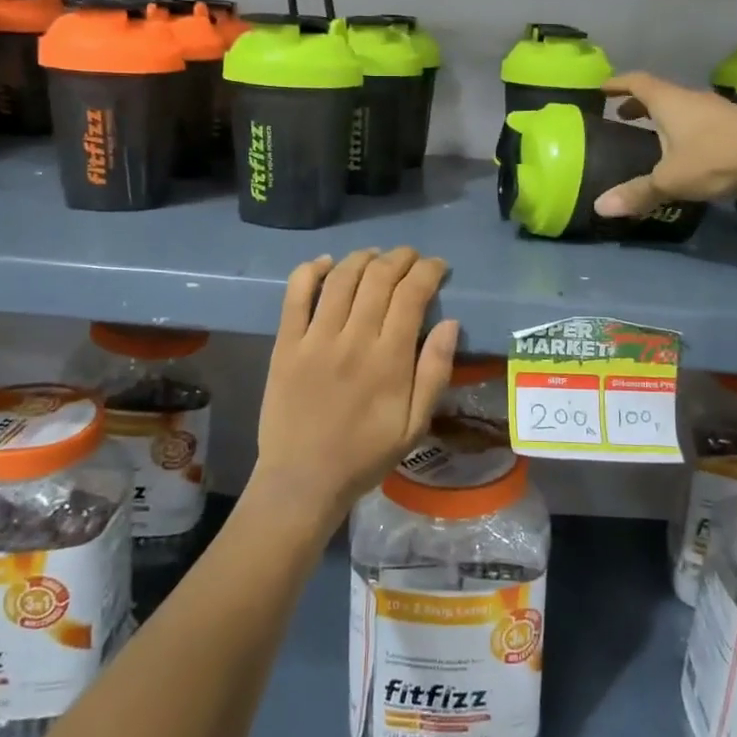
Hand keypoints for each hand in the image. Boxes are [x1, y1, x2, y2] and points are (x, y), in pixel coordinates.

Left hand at [251, 248, 457, 528]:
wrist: (303, 481)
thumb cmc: (365, 455)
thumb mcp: (415, 425)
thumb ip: (435, 372)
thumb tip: (450, 323)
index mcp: (389, 360)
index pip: (411, 295)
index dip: (428, 271)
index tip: (437, 266)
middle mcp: (353, 340)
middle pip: (378, 278)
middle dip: (400, 258)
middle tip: (411, 257)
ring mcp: (315, 339)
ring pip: (341, 279)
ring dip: (362, 258)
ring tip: (376, 256)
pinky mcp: (286, 344)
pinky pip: (296, 295)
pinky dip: (311, 271)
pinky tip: (326, 263)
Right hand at [592, 71, 736, 228]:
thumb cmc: (715, 159)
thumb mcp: (670, 180)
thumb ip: (636, 193)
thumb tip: (599, 208)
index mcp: (670, 102)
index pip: (637, 83)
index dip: (618, 84)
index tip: (602, 88)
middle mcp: (693, 99)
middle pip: (661, 94)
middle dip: (640, 104)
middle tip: (623, 115)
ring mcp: (719, 110)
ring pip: (684, 107)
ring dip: (665, 116)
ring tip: (653, 133)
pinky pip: (702, 120)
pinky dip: (686, 128)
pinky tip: (688, 148)